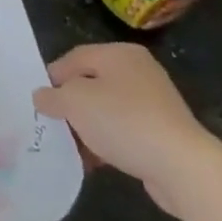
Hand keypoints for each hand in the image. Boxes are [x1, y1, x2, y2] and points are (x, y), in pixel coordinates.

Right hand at [34, 44, 221, 216]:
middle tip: (52, 124)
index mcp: (118, 54)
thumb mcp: (74, 102)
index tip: (39, 103)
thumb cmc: (123, 121)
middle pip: (90, 83)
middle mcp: (138, 71)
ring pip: (106, 109)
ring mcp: (153, 102)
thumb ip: (52, 96)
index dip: (52, 78)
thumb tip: (42, 97)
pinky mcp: (162, 130)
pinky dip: (107, 141)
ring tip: (72, 147)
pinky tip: (95, 160)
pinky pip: (123, 130)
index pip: (73, 57)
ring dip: (86, 127)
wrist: (182, 166)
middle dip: (69, 105)